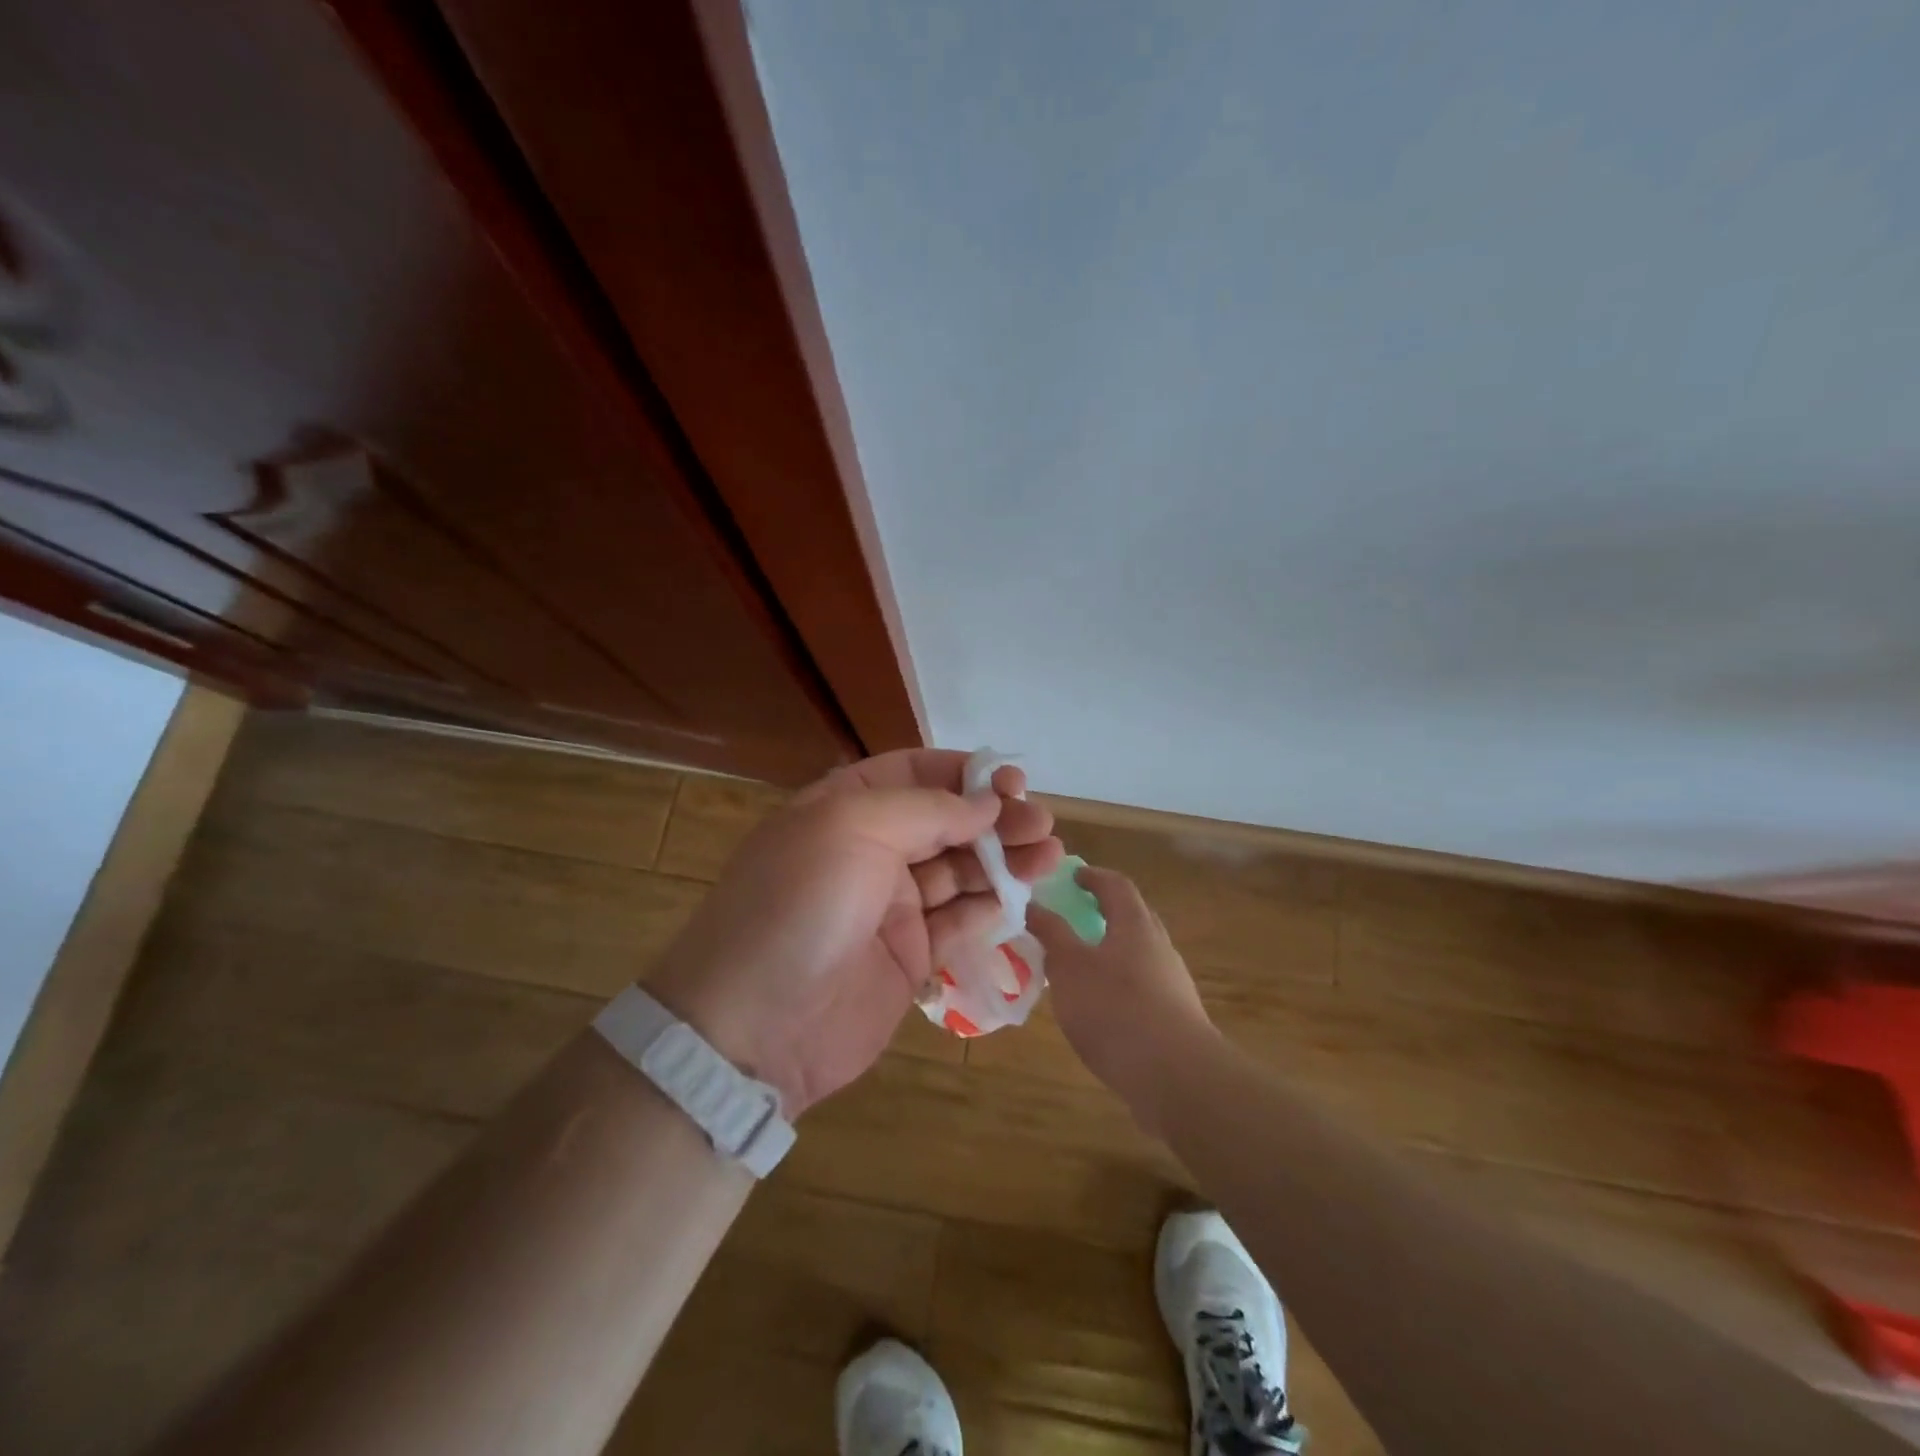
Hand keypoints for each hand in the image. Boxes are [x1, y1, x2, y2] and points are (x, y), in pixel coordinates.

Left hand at [647, 750, 1062, 1116]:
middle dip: (994, 819)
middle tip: (1041, 824)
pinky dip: (990, 908)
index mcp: (844, 808)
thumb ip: (926, 809)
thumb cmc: (799, 906)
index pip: (914, 773)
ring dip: (1003, 861)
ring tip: (1048, 856)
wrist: (753, 1029)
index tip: (1011, 783)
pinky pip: (958, 923)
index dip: (964, 774)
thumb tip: (986, 804)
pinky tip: (1020, 897)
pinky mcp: (908, 958)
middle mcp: (869, 851)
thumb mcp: (851, 829)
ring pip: (959, 872)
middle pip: (945, 822)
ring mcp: (889, 907)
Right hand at [1026, 867, 1217, 1112]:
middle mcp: (1159, 947)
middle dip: (1103, 913)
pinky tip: (1099, 1011)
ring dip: (1109, 953)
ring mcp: (1172, 984)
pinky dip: (1118, 986)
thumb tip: (1033, 905)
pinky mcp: (1175, 1019)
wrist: (1177, 1078)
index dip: (1093, 877)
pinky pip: (1142, 988)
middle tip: (1073, 918)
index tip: (1072, 877)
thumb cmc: (1116, 1009)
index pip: (1116, 885)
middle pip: (1132, 917)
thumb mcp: (1069, 967)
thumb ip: (1051, 934)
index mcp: (1135, 925)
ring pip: (1137, 955)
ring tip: (1078, 968)